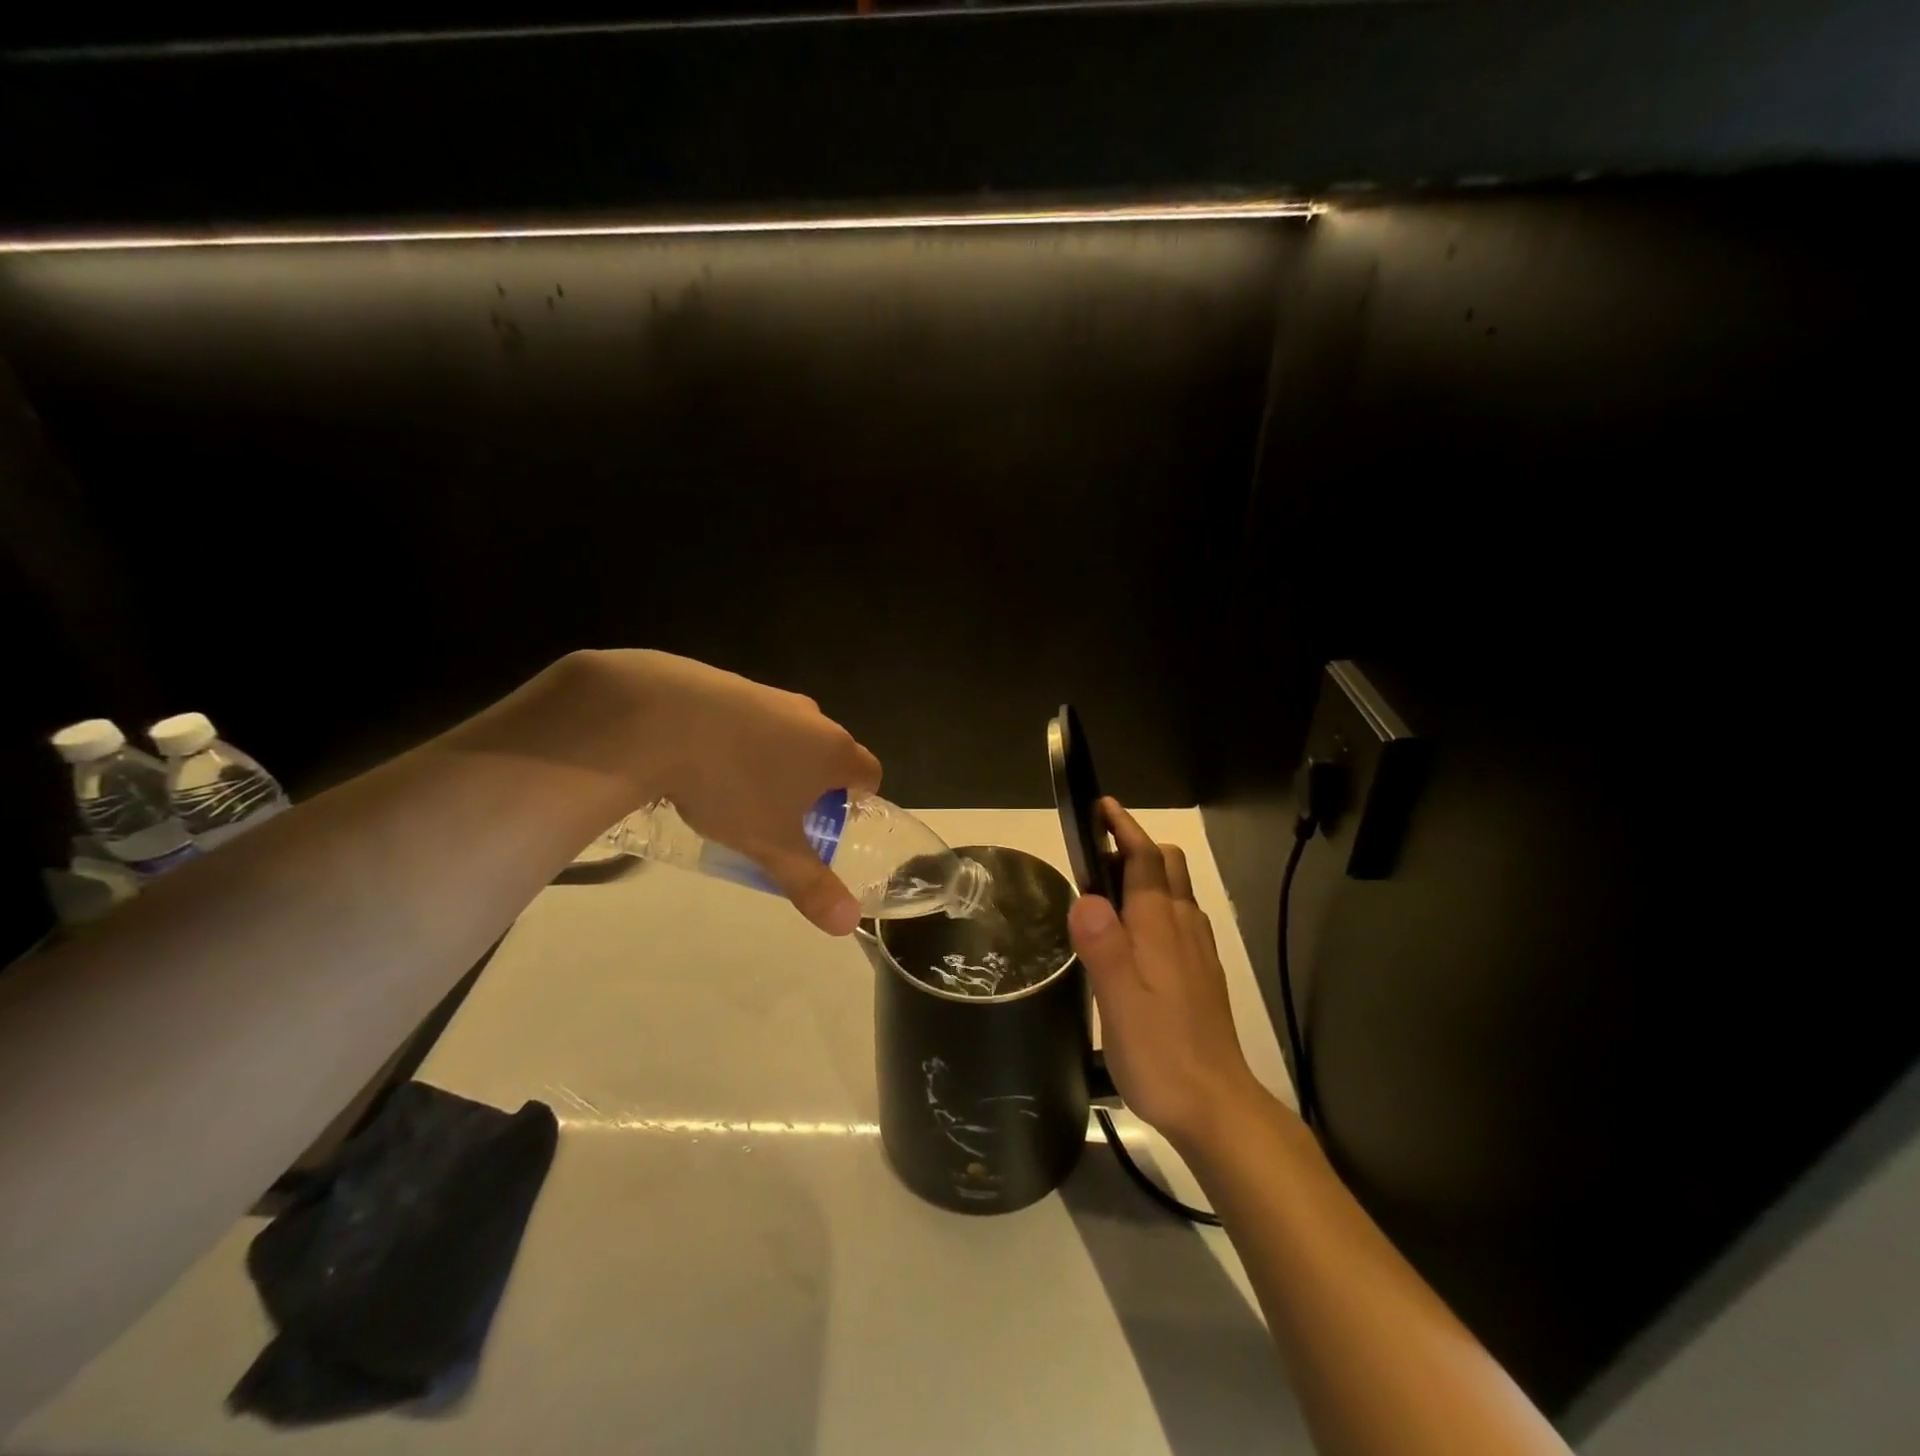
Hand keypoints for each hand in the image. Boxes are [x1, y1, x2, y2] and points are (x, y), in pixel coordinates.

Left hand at [573, 650, 882, 934]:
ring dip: (778, 761)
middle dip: (814, 784)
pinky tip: (706, 762)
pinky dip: (741, 740)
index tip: (832, 823)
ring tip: (741, 793)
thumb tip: (848, 924)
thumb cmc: (732, 785)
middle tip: (785, 818)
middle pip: (829, 752)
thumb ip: (810, 884)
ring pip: (789, 735)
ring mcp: (770, 696)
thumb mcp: (771, 845)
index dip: (858, 800)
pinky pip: (751, 719)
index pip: (869, 772)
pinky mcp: (729, 685)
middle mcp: (811, 717)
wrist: (660, 718)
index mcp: (834, 751)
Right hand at [1068, 798, 1269, 1151]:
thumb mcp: (1118, 1000)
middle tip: (1096, 854)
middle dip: (1136, 845)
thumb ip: (1102, 945)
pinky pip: (1180, 917)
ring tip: (1108, 890)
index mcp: (1159, 925)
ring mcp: (1198, 949)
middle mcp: (1183, 926)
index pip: (1145, 858)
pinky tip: (1137, 934)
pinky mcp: (1202, 973)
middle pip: (1167, 865)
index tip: (1102, 805)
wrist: (1216, 1105)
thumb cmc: (1161, 1051)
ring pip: (1176, 890)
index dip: (1124, 827)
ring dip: (1146, 874)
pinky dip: (1157, 904)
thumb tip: (1084, 896)